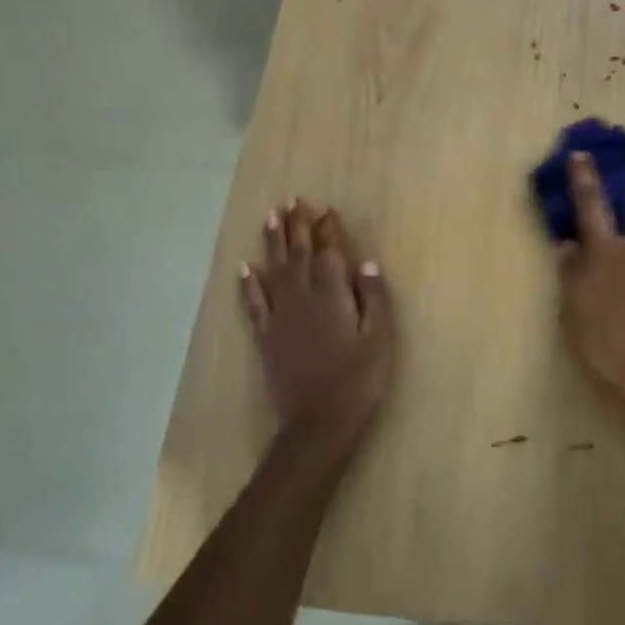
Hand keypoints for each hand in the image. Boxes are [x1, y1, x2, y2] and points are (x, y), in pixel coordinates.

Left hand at [240, 200, 394, 440]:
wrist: (317, 424)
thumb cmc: (358, 380)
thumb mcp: (379, 339)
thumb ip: (374, 298)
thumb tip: (366, 262)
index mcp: (332, 295)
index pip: (329, 253)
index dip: (328, 230)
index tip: (327, 210)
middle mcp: (302, 298)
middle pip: (298, 254)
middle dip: (296, 226)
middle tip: (292, 200)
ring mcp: (280, 317)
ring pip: (274, 270)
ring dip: (272, 243)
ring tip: (270, 218)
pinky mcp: (265, 337)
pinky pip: (254, 303)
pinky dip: (248, 284)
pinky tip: (245, 268)